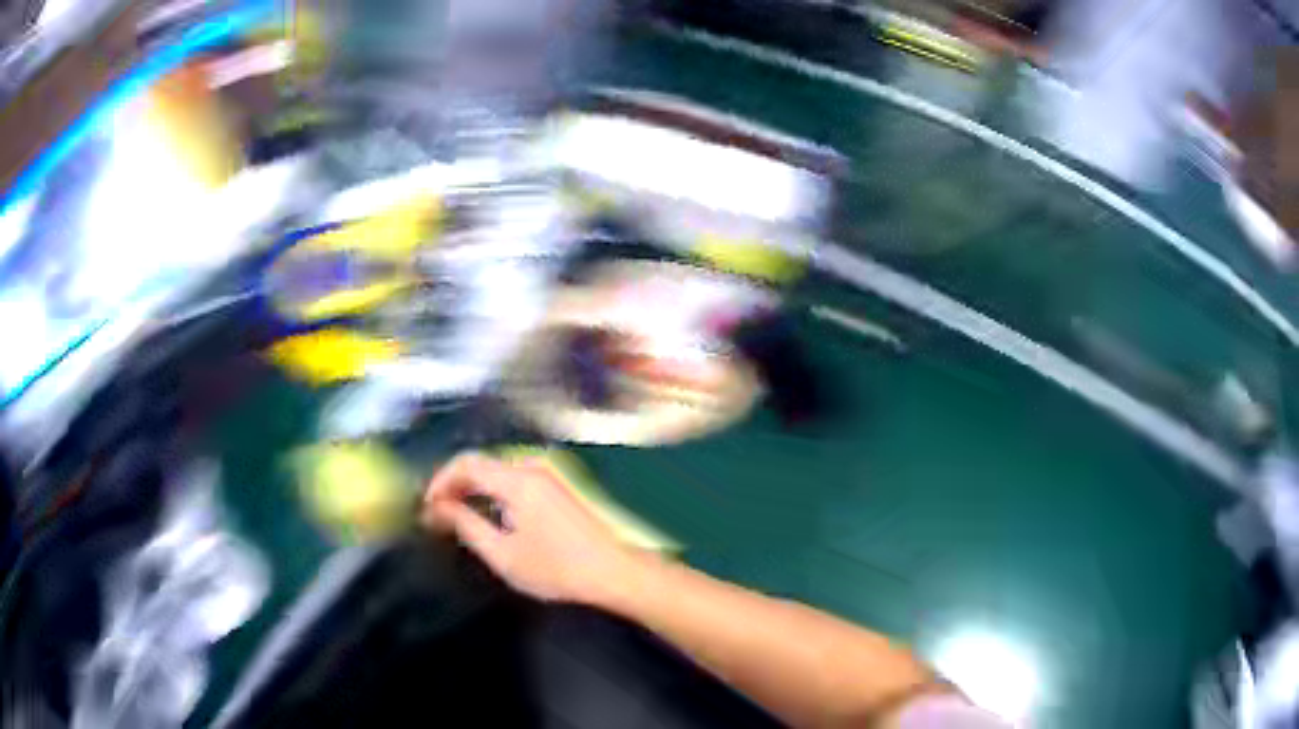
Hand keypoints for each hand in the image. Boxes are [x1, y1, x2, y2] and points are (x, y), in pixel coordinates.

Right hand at [422, 453, 639, 604]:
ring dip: (471, 489)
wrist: (615, 571)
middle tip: (435, 515)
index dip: (439, 481)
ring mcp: (547, 475)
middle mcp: (531, 467)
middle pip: (481, 464)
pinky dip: (491, 492)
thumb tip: (438, 508)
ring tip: (454, 517)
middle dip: (453, 485)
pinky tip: (485, 515)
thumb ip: (466, 526)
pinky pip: (512, 479)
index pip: (465, 463)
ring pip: (496, 471)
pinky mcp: (555, 487)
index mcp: (517, 479)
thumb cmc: (557, 568)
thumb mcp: (503, 554)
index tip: (425, 507)